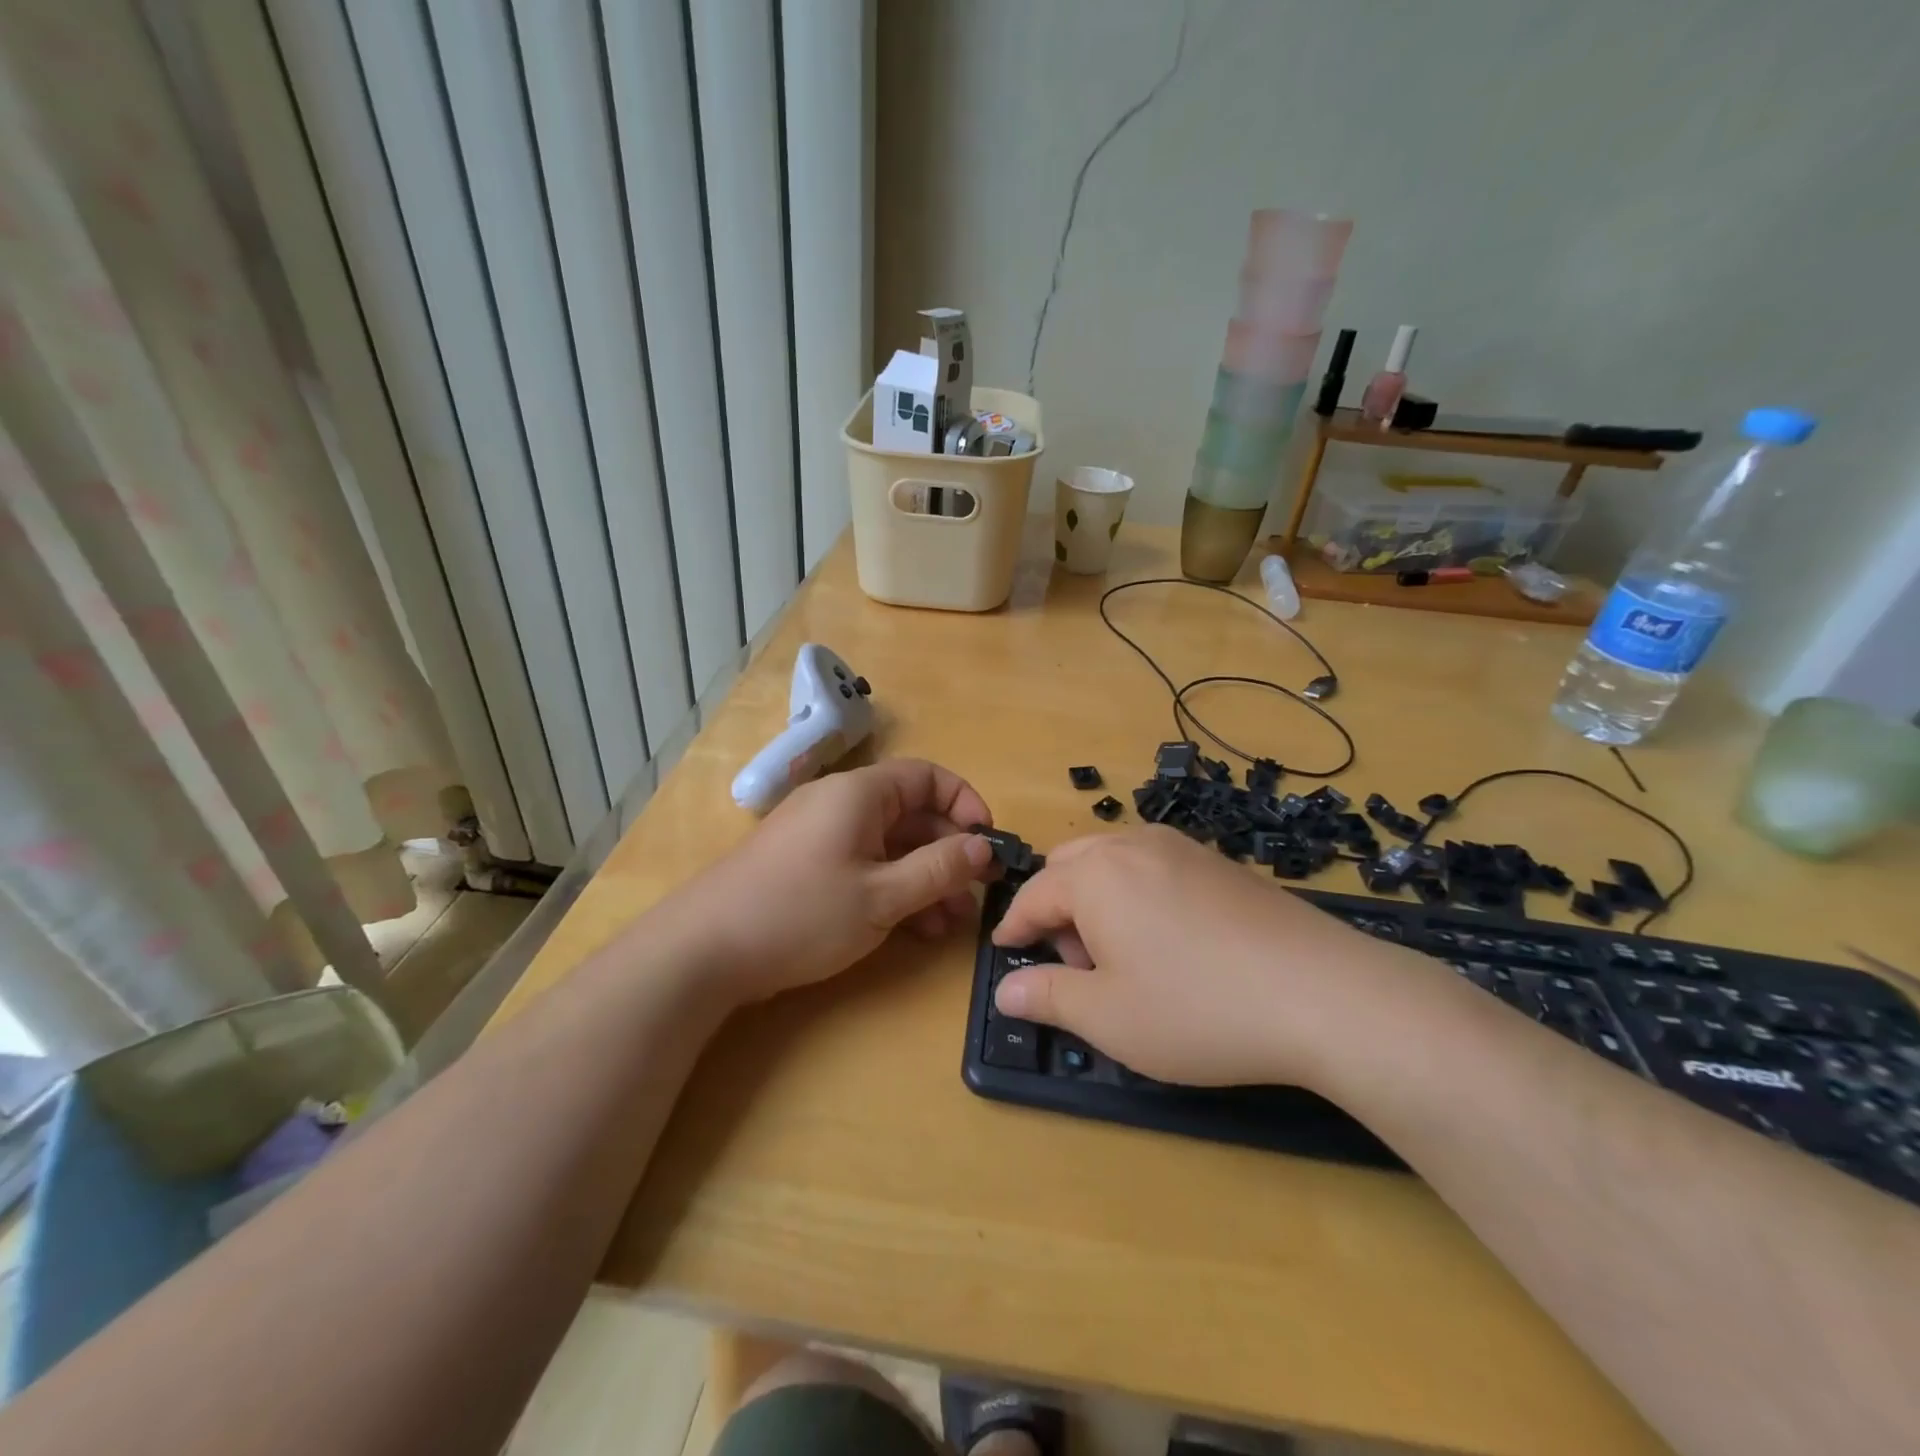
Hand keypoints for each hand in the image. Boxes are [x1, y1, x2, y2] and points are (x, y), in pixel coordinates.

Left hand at [675, 758, 995, 1005]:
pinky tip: (915, 928)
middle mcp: (841, 804)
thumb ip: (939, 869)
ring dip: (925, 878)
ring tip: (951, 923)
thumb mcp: (882, 896)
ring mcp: (821, 836)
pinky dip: (893, 888)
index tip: (987, 844)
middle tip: (975, 896)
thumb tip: (984, 847)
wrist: (703, 951)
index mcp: (860, 793)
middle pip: (911, 813)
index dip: (965, 804)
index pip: (928, 777)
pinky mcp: (806, 866)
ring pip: (889, 845)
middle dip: (948, 852)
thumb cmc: (801, 913)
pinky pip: (864, 865)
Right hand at [991, 826, 1414, 1087]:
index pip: (1034, 895)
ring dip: (1096, 897)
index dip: (1014, 927)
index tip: (1005, 953)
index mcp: (1095, 874)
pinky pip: (1154, 865)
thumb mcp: (1109, 1018)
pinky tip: (1169, 940)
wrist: (1324, 994)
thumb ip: (1047, 997)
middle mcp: (1133, 845)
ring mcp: (1182, 847)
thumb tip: (1004, 989)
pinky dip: (1137, 892)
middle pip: (1070, 865)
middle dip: (1056, 908)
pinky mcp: (1221, 862)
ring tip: (1121, 955)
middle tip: (1073, 962)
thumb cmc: (1198, 1008)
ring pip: (1113, 860)